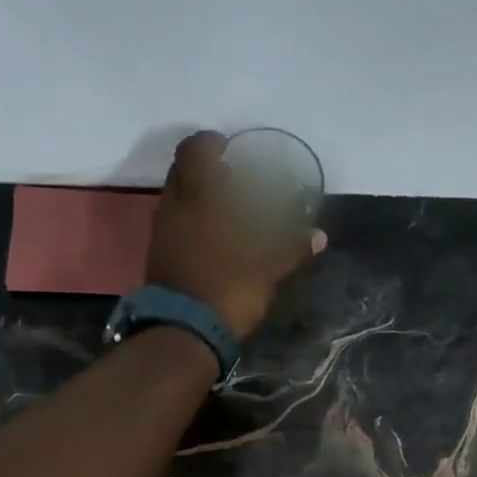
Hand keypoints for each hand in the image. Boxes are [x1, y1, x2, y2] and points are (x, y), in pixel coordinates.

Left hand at [145, 130, 327, 341]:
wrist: (182, 333)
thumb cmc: (227, 289)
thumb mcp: (267, 269)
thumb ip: (292, 249)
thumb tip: (321, 237)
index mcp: (199, 196)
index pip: (195, 149)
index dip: (210, 143)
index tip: (229, 150)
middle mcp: (173, 206)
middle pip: (181, 171)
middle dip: (203, 170)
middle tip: (229, 181)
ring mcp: (160, 233)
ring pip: (176, 199)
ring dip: (196, 199)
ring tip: (224, 213)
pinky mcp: (156, 258)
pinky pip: (172, 226)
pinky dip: (189, 224)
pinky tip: (211, 241)